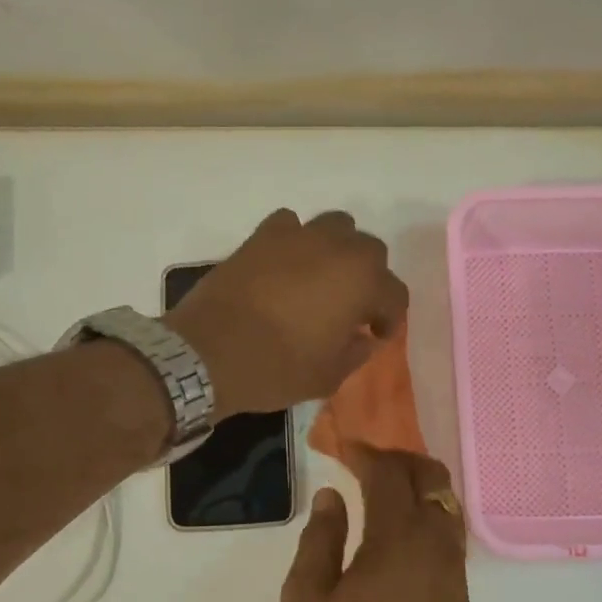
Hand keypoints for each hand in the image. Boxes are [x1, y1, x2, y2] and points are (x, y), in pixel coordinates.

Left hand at [166, 209, 407, 416]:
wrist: (207, 353)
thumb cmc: (276, 368)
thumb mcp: (328, 376)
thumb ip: (356, 352)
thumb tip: (363, 338)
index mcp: (361, 282)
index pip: (394, 293)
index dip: (390, 318)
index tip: (376, 336)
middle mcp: (336, 248)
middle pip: (370, 251)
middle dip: (369, 278)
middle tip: (352, 307)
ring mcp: (297, 236)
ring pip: (336, 226)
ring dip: (338, 250)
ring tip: (323, 279)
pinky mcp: (261, 236)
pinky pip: (291, 225)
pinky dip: (296, 240)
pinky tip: (287, 265)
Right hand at [280, 445, 468, 601]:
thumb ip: (319, 540)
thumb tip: (331, 497)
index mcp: (397, 540)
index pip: (389, 473)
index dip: (365, 453)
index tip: (342, 448)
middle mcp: (436, 546)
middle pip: (430, 478)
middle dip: (398, 460)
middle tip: (364, 463)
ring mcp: (453, 573)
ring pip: (446, 505)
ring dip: (418, 487)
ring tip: (381, 492)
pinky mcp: (459, 599)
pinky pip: (449, 536)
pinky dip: (428, 516)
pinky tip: (400, 533)